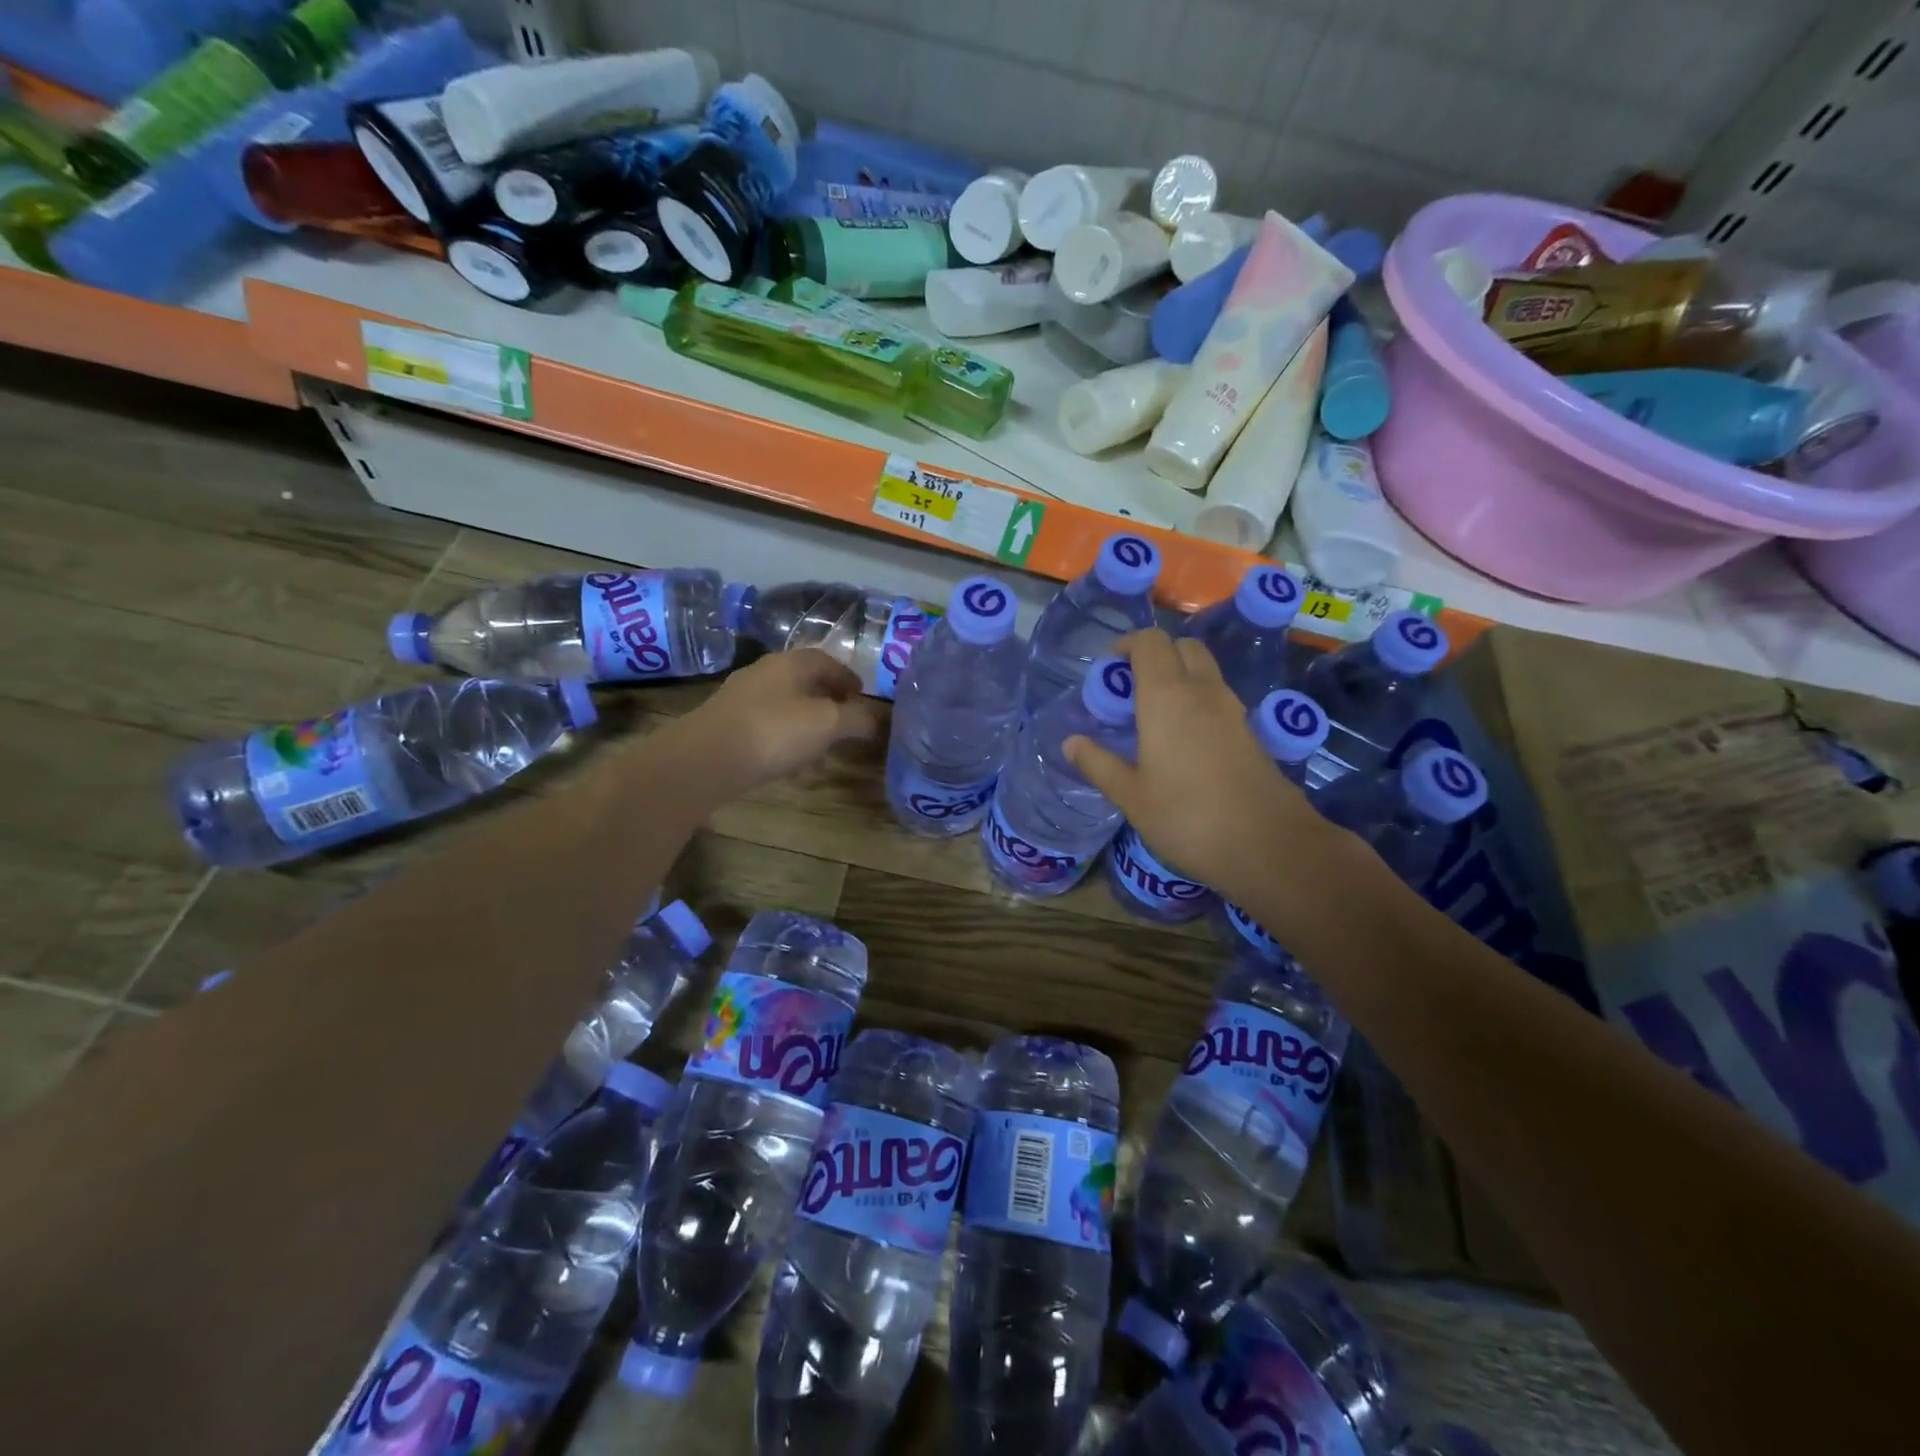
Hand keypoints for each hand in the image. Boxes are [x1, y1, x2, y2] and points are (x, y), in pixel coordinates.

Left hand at [687, 650, 881, 787]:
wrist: (707, 759)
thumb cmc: (775, 731)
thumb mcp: (828, 724)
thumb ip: (857, 719)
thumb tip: (876, 718)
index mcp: (790, 663)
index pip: (826, 660)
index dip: (848, 676)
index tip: (861, 695)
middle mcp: (764, 673)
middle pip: (804, 682)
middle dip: (827, 701)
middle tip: (845, 721)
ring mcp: (741, 699)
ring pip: (785, 706)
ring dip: (806, 724)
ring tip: (822, 750)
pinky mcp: (726, 725)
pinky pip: (766, 727)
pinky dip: (785, 741)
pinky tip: (791, 766)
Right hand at [1064, 630, 1336, 905]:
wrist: (1268, 845)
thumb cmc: (1187, 817)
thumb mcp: (1130, 796)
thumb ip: (1098, 763)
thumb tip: (1071, 742)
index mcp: (1167, 697)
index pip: (1150, 642)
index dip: (1127, 645)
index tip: (1110, 669)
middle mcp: (1203, 692)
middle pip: (1183, 647)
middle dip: (1156, 656)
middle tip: (1132, 690)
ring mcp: (1233, 711)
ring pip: (1205, 672)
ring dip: (1179, 678)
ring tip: (1153, 717)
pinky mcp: (1251, 733)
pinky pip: (1218, 699)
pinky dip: (1198, 702)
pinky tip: (1183, 742)